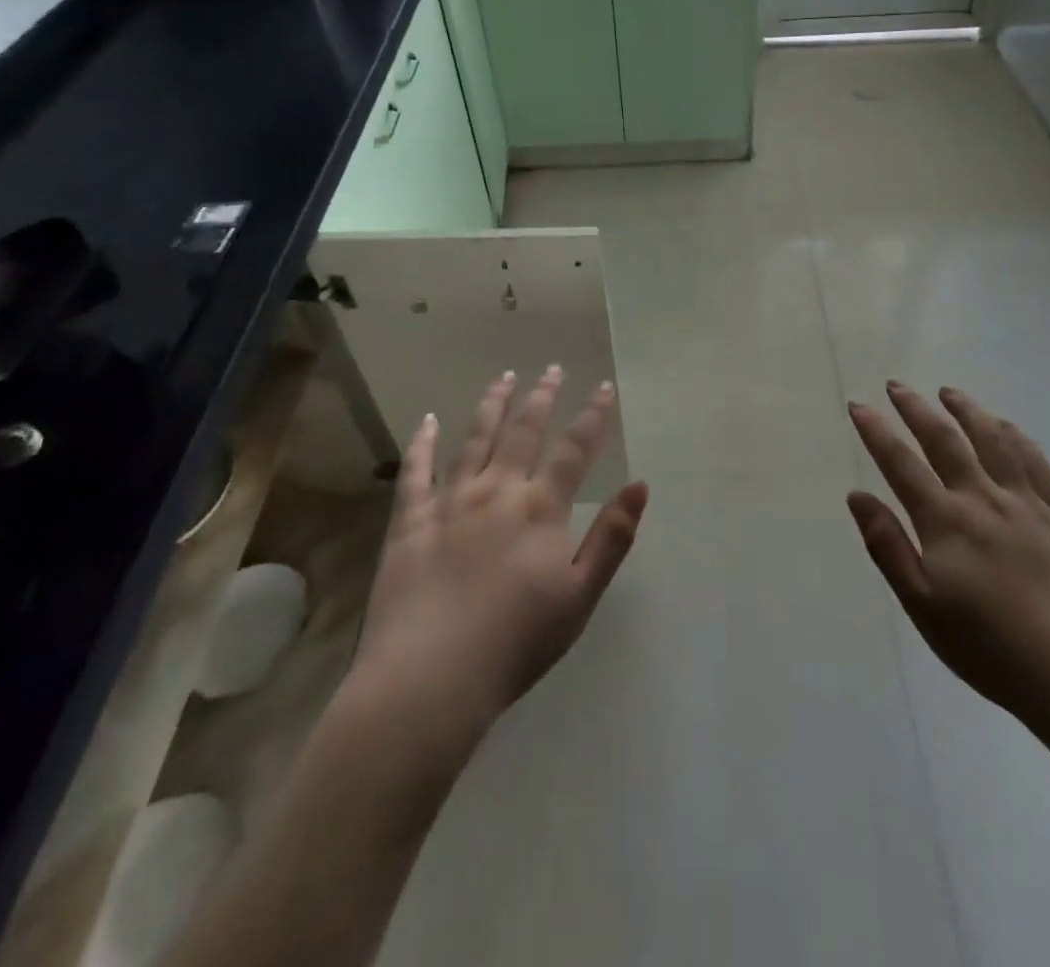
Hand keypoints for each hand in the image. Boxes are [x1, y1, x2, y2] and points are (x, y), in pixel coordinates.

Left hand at [349, 366, 649, 731]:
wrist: (430, 679)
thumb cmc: (516, 643)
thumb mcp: (580, 596)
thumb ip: (612, 538)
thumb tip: (640, 485)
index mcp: (540, 509)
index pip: (575, 450)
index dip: (593, 416)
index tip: (604, 386)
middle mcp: (497, 491)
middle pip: (523, 431)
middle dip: (542, 397)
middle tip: (552, 369)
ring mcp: (449, 502)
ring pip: (474, 439)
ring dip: (492, 404)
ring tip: (504, 377)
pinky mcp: (410, 521)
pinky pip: (415, 471)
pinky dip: (423, 442)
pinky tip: (428, 419)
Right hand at [847, 382, 1049, 730]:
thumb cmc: (989, 648)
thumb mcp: (922, 606)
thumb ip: (888, 546)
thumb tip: (857, 496)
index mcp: (945, 521)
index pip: (901, 463)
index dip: (876, 430)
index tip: (859, 405)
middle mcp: (982, 499)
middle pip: (944, 439)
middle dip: (916, 408)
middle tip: (897, 385)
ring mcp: (1026, 503)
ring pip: (993, 440)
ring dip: (967, 410)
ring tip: (949, 392)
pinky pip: (1036, 462)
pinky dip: (1016, 436)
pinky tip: (1006, 426)